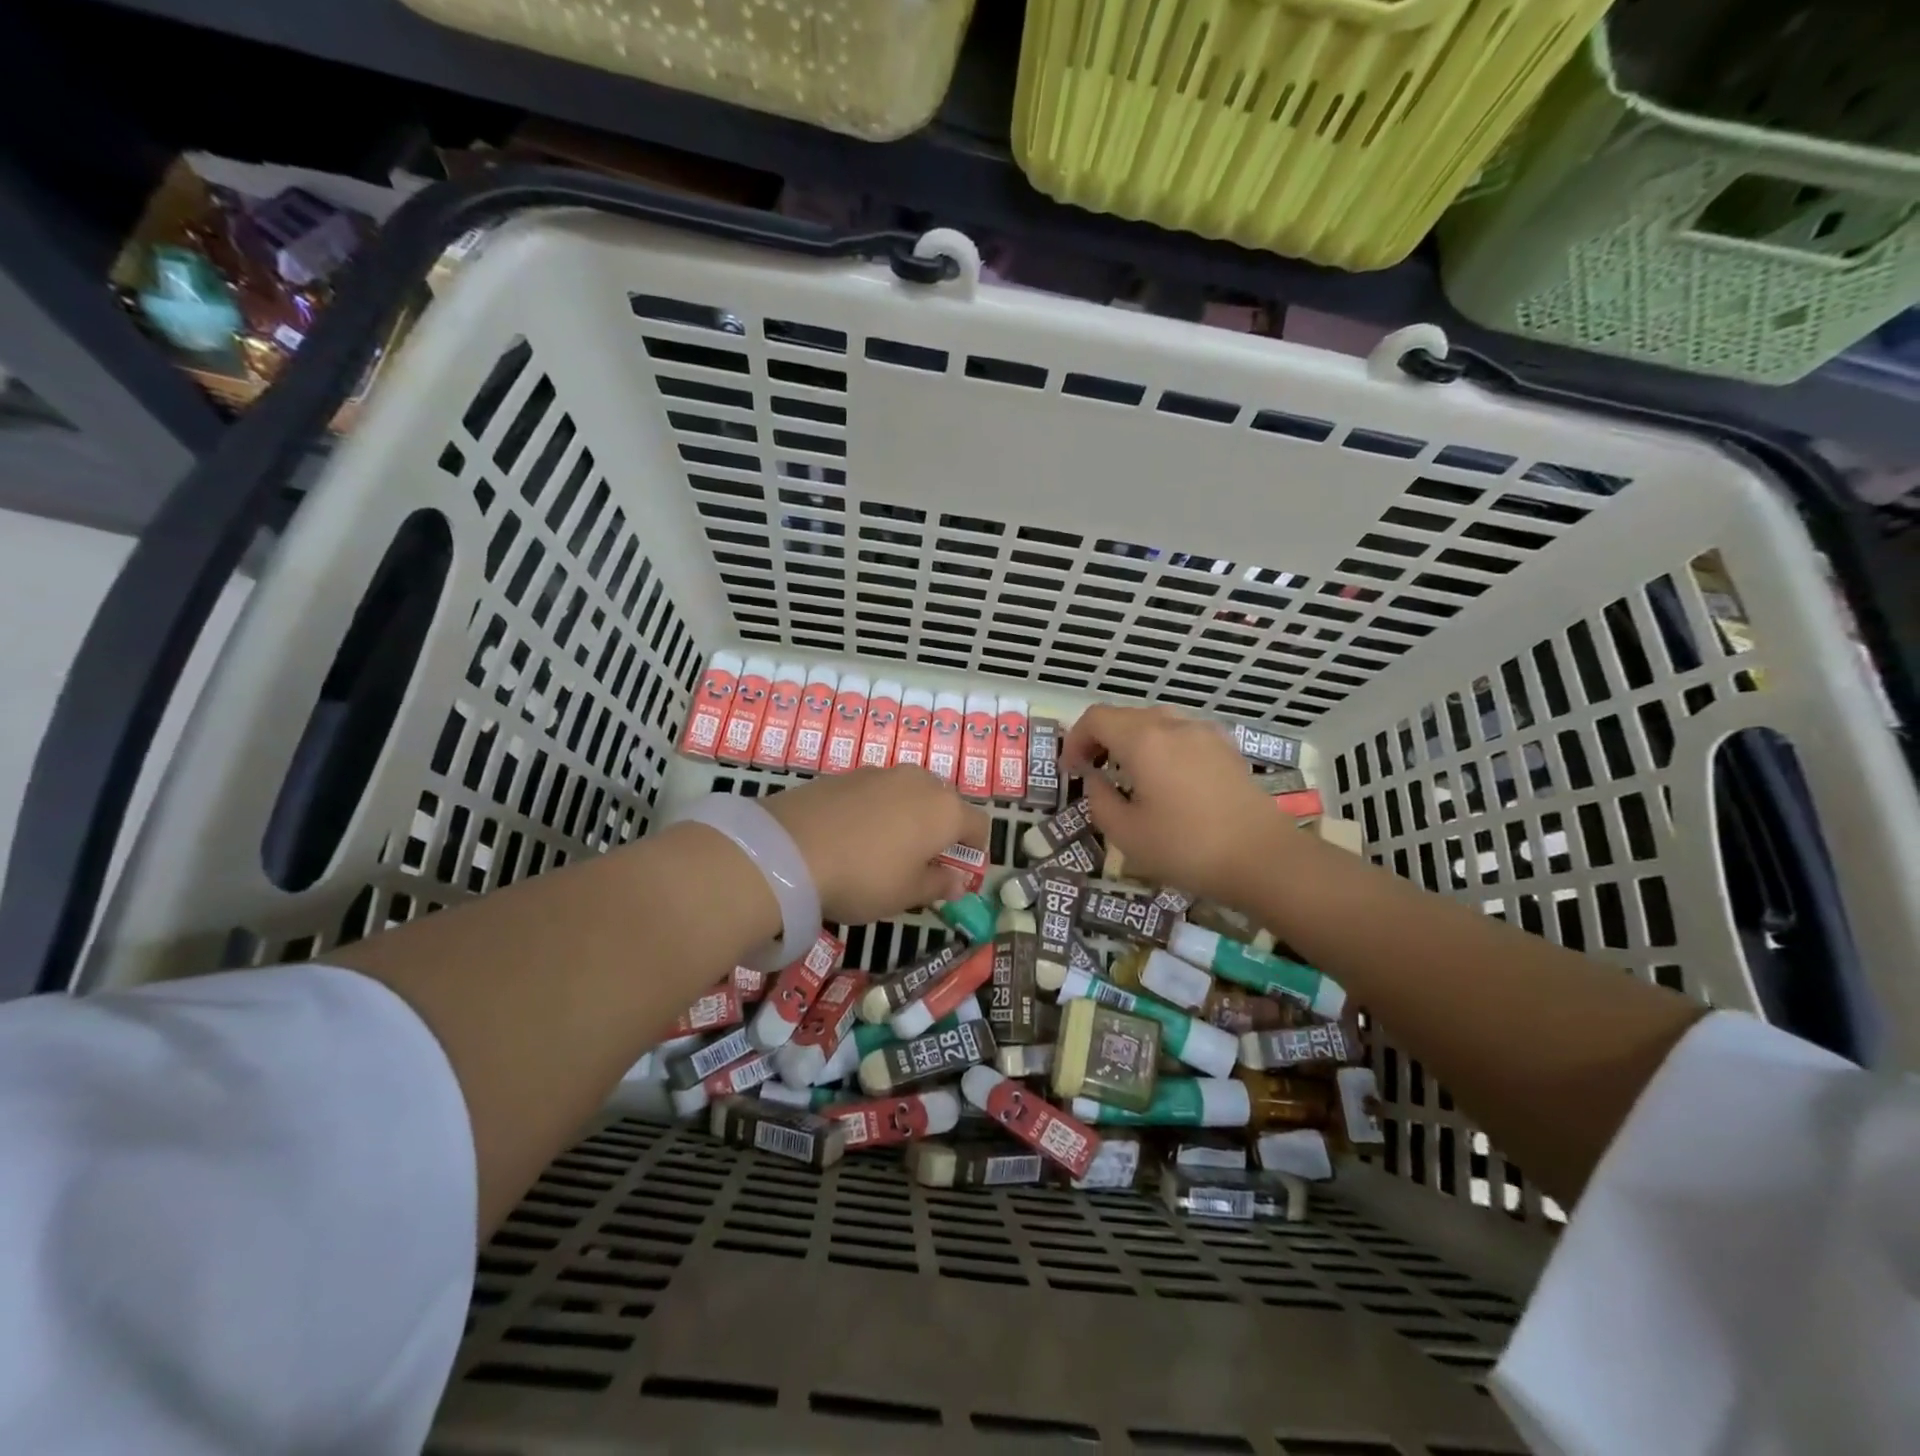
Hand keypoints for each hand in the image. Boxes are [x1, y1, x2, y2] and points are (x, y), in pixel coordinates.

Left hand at [763, 767, 989, 924]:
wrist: (789, 849)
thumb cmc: (864, 877)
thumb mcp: (906, 894)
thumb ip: (938, 885)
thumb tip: (958, 882)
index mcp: (945, 810)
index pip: (979, 824)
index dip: (975, 849)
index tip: (960, 871)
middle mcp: (919, 782)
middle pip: (945, 802)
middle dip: (942, 828)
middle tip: (924, 860)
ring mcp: (881, 773)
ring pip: (909, 793)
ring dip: (909, 815)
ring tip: (887, 847)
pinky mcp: (847, 774)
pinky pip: (877, 791)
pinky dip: (878, 809)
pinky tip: (855, 835)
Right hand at [1063, 705, 1298, 907]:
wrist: (1263, 858)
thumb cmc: (1186, 847)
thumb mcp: (1126, 833)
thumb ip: (1099, 800)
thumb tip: (1096, 781)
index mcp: (1144, 740)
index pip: (1096, 719)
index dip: (1075, 739)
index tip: (1071, 770)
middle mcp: (1174, 724)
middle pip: (1125, 716)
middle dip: (1101, 739)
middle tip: (1092, 772)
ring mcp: (1205, 733)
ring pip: (1155, 722)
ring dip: (1131, 741)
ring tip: (1127, 774)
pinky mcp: (1226, 748)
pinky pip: (1181, 734)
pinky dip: (1161, 746)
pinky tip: (1165, 779)